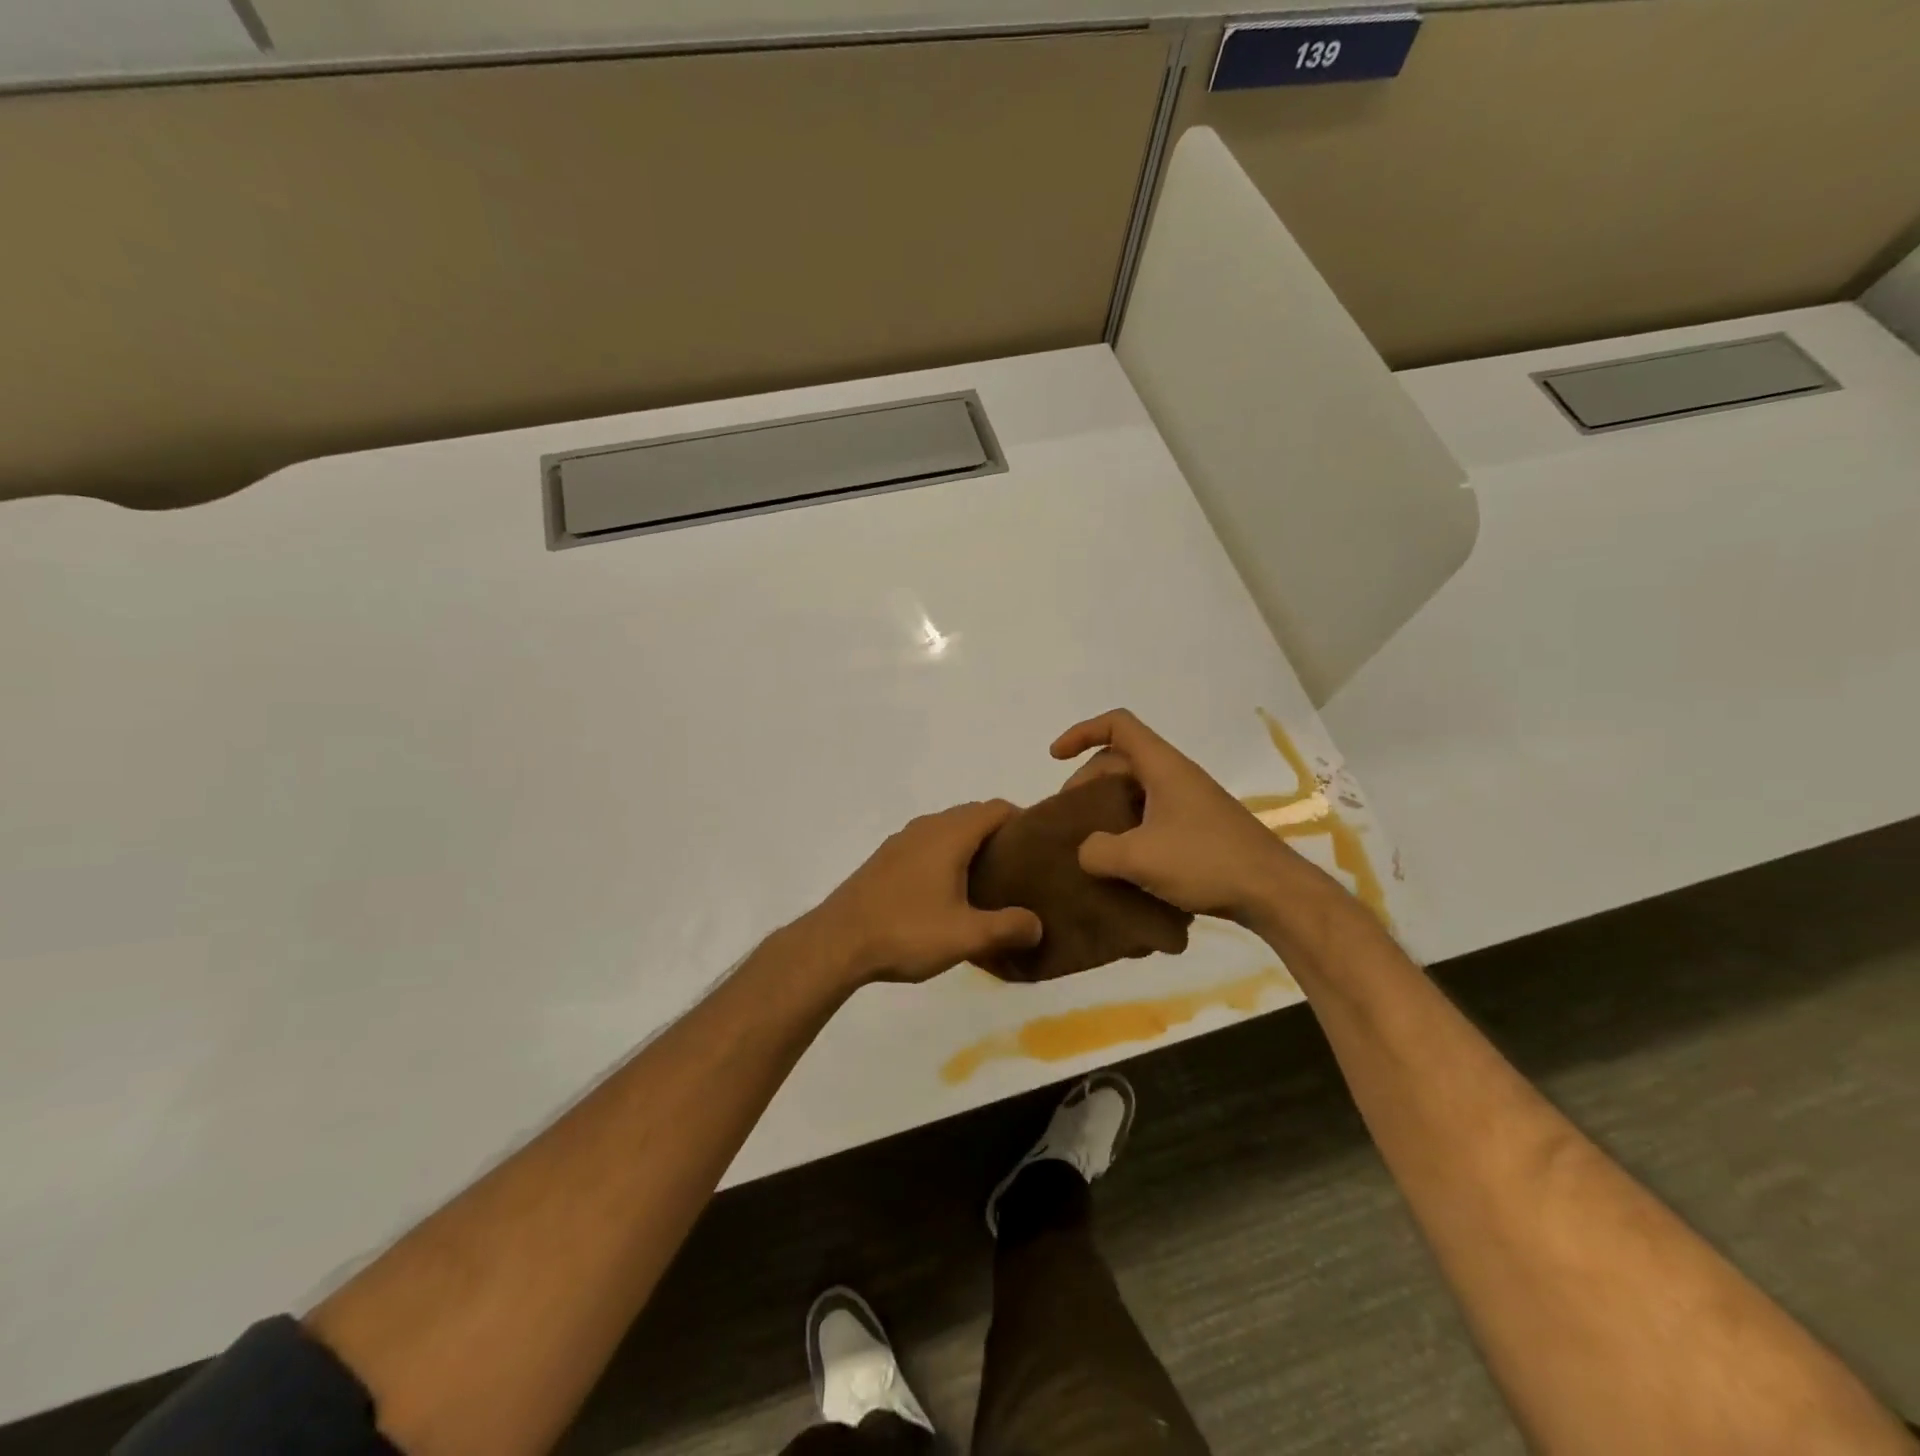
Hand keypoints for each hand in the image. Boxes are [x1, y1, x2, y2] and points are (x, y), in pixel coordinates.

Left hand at [802, 801, 1043, 985]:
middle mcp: (926, 827)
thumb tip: (1037, 925)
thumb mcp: (965, 936)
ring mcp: (901, 841)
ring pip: (947, 829)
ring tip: (988, 882)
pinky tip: (947, 892)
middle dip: (999, 835)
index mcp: (950, 834)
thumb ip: (1007, 927)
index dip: (1023, 821)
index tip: (1039, 848)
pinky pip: (927, 844)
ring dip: (970, 845)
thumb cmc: (906, 931)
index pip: (996, 808)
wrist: (837, 941)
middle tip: (1020, 869)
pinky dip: (946, 855)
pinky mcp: (885, 859)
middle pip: (973, 815)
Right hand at [1050, 709, 1330, 926]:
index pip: (1118, 725)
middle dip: (1087, 781)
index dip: (1081, 732)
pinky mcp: (1198, 830)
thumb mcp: (1139, 858)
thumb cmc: (1206, 861)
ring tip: (1088, 843)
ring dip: (1107, 809)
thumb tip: (1086, 851)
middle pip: (1121, 760)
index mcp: (1162, 767)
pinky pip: (1151, 816)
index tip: (1055, 757)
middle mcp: (1176, 776)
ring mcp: (1189, 803)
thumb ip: (1098, 851)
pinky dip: (1128, 829)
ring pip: (1136, 791)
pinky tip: (1121, 863)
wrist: (1274, 892)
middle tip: (1068, 817)